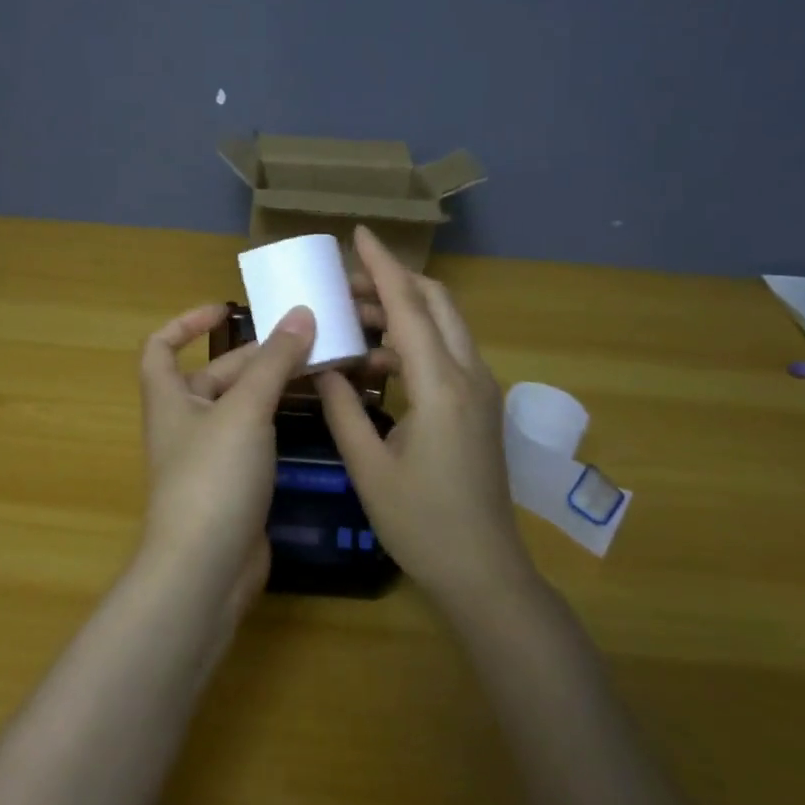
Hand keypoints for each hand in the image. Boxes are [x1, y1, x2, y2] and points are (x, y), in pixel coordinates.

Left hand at [134, 302, 316, 615]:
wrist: (206, 568)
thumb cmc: (213, 477)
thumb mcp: (245, 411)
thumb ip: (274, 363)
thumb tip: (301, 313)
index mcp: (169, 398)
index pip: (161, 347)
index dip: (187, 323)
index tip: (226, 310)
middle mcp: (185, 423)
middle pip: (215, 375)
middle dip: (255, 356)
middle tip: (306, 339)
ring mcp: (209, 457)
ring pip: (241, 408)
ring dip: (273, 388)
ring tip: (320, 368)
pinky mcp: (233, 485)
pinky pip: (255, 439)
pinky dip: (278, 422)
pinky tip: (314, 413)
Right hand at [316, 226, 541, 613]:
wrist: (483, 570)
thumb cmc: (421, 522)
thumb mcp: (368, 465)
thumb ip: (342, 408)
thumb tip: (321, 367)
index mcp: (441, 386)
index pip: (410, 307)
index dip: (383, 267)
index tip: (360, 233)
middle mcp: (469, 376)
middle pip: (437, 303)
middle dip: (393, 282)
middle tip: (344, 283)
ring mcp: (481, 391)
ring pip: (444, 326)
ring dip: (402, 311)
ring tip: (350, 319)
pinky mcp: (480, 407)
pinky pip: (446, 353)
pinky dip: (413, 341)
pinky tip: (375, 361)